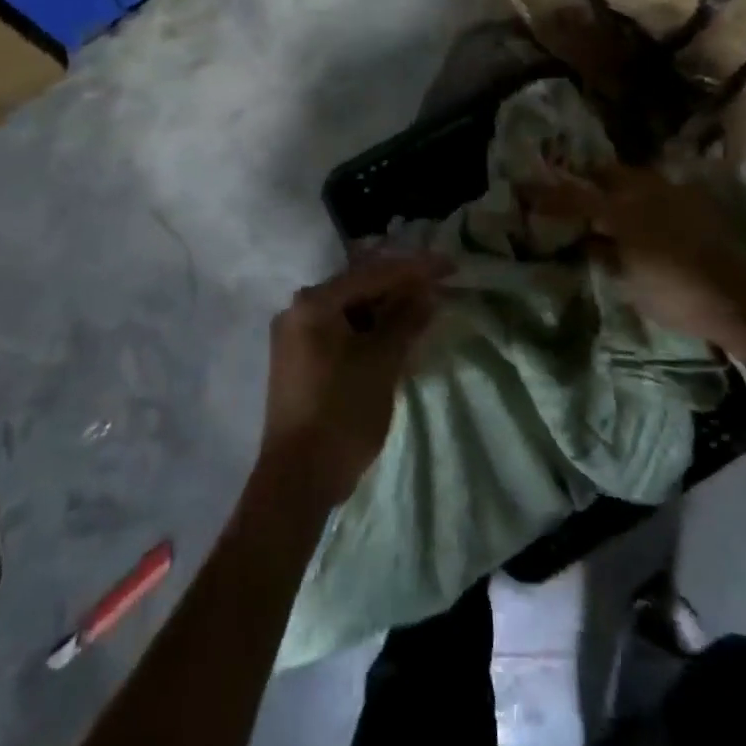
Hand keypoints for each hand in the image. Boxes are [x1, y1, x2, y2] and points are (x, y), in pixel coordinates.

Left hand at [258, 252, 447, 509]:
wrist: (298, 480)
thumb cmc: (342, 413)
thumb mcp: (382, 362)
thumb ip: (406, 320)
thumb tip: (427, 292)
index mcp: (315, 303)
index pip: (373, 273)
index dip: (415, 268)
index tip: (449, 265)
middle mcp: (299, 309)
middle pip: (359, 286)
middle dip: (400, 286)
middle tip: (438, 286)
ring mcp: (296, 335)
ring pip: (351, 309)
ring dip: (386, 309)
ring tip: (423, 309)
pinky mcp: (301, 359)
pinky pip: (342, 330)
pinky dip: (370, 330)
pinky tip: (396, 335)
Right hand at [528, 166, 745, 359]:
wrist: (745, 297)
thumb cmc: (679, 295)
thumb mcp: (630, 283)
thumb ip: (604, 255)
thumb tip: (587, 240)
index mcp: (621, 211)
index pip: (574, 196)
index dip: (548, 193)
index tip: (526, 189)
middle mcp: (645, 189)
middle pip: (606, 173)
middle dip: (588, 180)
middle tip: (575, 194)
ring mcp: (674, 190)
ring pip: (635, 176)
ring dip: (617, 186)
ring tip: (611, 205)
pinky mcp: (697, 198)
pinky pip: (659, 187)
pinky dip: (644, 195)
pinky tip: (647, 214)